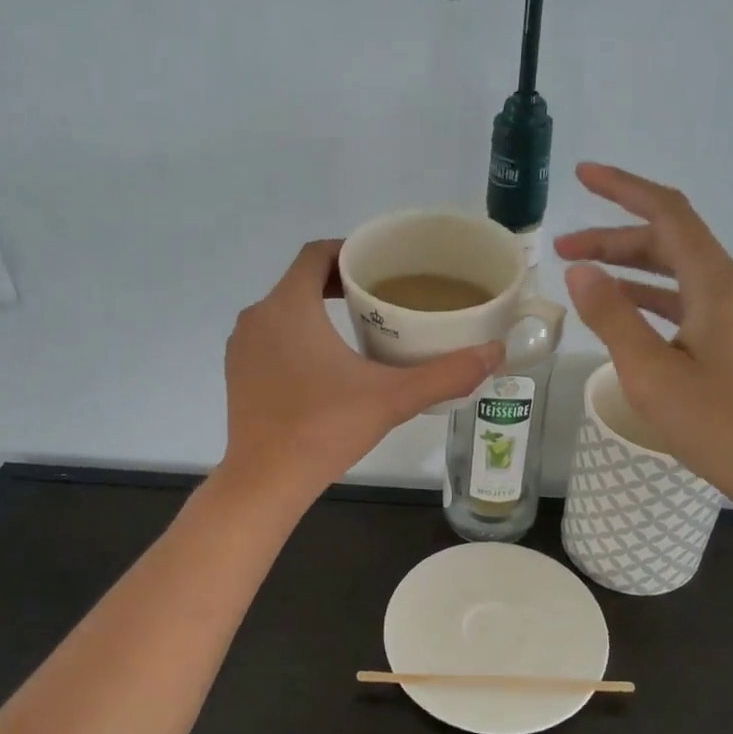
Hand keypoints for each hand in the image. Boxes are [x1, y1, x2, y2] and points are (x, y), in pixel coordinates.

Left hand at [220, 240, 502, 508]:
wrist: (265, 481)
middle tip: (383, 297)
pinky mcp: (238, 373)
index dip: (350, 251)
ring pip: (285, 311)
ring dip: (318, 311)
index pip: (317, 254)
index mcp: (290, 306)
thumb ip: (446, 374)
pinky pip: (271, 338)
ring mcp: (242, 347)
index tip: (382, 266)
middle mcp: (258, 316)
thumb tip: (494, 353)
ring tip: (362, 328)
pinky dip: (297, 337)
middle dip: (341, 283)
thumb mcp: (393, 398)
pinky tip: (327, 366)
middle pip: (302, 281)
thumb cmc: (325, 429)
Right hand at [554, 164, 732, 509]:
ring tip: (583, 276)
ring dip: (631, 268)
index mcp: (717, 284)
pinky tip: (622, 311)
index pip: (668, 213)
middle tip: (563, 250)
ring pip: (678, 272)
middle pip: (670, 242)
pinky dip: (651, 297)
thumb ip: (612, 316)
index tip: (584, 176)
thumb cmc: (717, 425)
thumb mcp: (650, 372)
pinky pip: (688, 301)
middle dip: (615, 238)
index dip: (624, 189)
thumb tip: (581, 269)